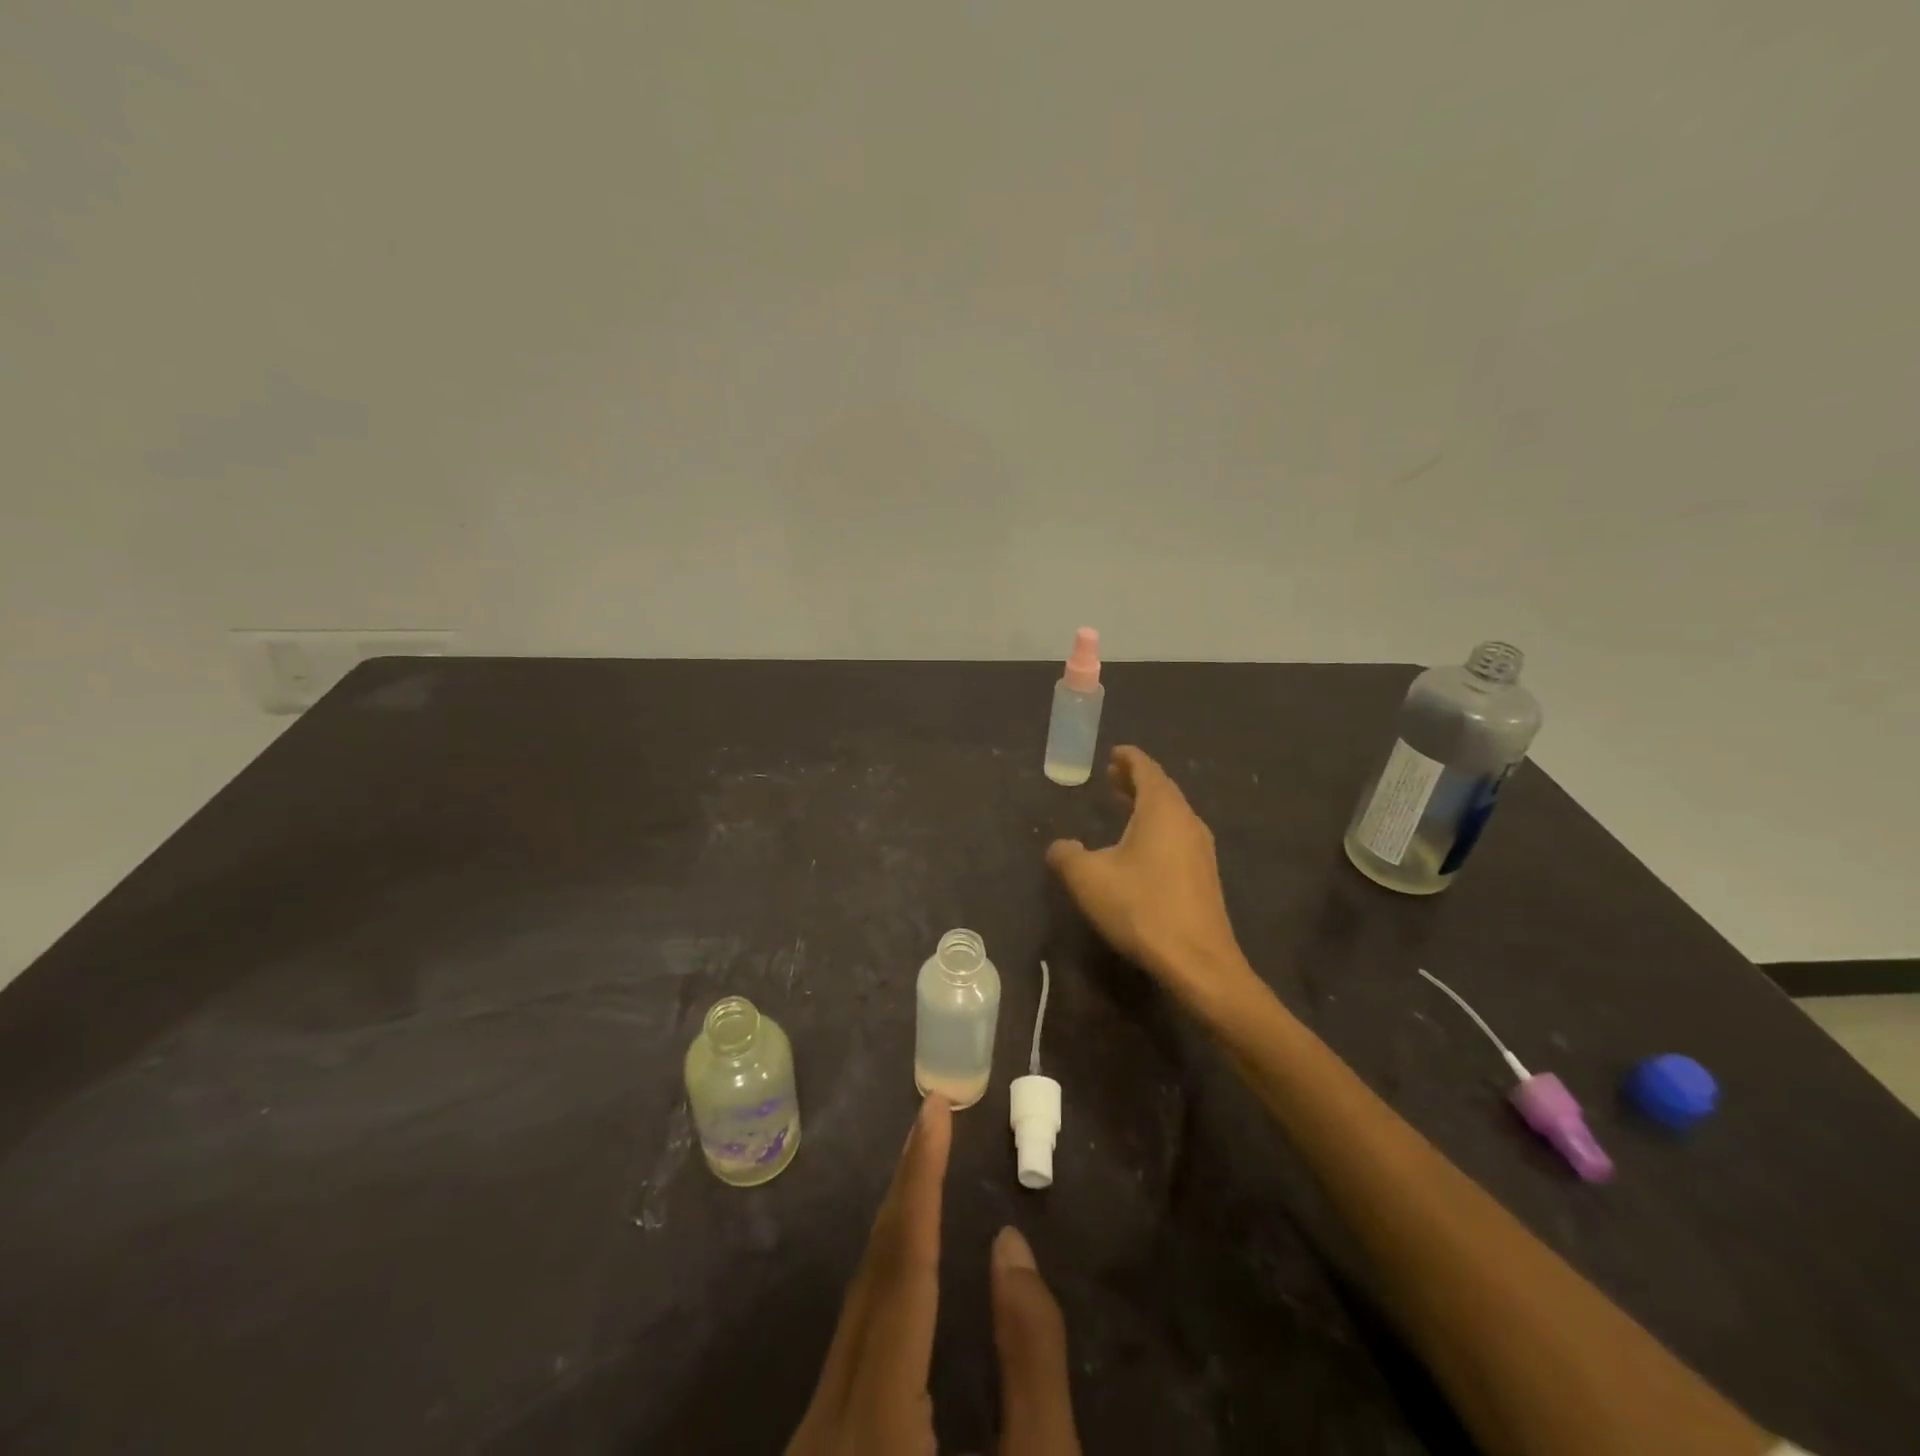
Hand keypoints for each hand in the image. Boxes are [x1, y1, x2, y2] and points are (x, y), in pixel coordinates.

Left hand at [788, 1096, 1080, 1455]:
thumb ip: (1032, 1367)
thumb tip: (1009, 1247)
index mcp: (878, 1429)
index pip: (903, 1270)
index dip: (922, 1180)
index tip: (935, 1110)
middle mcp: (826, 1426)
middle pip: (872, 1278)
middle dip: (906, 1187)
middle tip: (933, 1117)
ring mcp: (812, 1443)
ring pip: (856, 1309)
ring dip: (895, 1229)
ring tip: (924, 1166)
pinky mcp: (820, 1454)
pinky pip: (854, 1340)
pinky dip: (886, 1280)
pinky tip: (907, 1260)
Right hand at [1046, 746, 1250, 1008]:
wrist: (1198, 961)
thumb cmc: (1141, 908)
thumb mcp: (1088, 879)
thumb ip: (1066, 855)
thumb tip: (1061, 847)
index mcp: (1162, 810)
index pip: (1147, 769)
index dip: (1129, 758)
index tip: (1114, 753)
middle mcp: (1187, 821)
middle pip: (1162, 789)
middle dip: (1136, 780)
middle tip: (1112, 777)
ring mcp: (1201, 849)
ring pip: (1172, 814)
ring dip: (1147, 806)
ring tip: (1123, 808)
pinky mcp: (1205, 875)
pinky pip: (1179, 835)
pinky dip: (1158, 828)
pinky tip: (1141, 848)